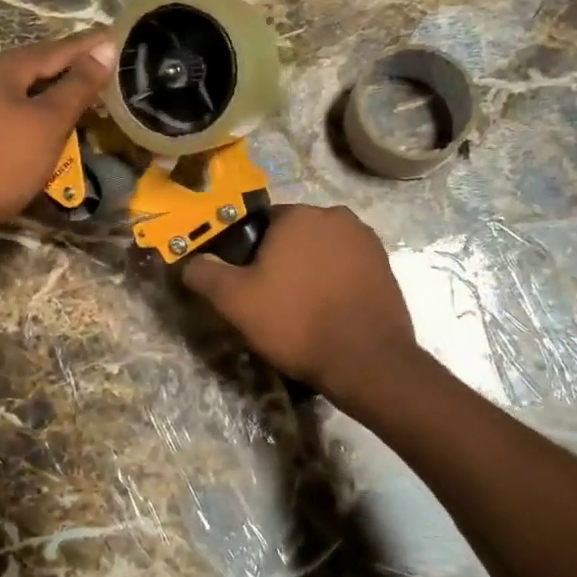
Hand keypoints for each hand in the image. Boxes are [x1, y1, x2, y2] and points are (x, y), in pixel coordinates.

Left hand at [0, 30, 116, 236]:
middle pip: (37, 66)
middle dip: (72, 66)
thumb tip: (105, 47)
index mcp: (3, 68)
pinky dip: (37, 112)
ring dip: (55, 91)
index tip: (117, 37)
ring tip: (85, 93)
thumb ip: (78, 85)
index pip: (57, 49)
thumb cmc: (3, 161)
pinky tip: (51, 124)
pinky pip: (12, 111)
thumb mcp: (48, 122)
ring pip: (23, 90)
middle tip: (106, 66)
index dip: (89, 45)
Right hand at [181, 204, 419, 401]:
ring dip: (311, 270)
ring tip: (304, 310)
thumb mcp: (235, 301)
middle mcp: (336, 216)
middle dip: (283, 260)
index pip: (262, 224)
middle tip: (274, 300)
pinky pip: (347, 267)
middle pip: (295, 235)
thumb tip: (190, 262)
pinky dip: (336, 282)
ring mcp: (366, 240)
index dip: (250, 254)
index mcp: (298, 215)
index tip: (250, 285)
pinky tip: (330, 312)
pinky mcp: (386, 266)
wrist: (367, 360)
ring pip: (323, 251)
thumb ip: (206, 274)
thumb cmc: (296, 322)